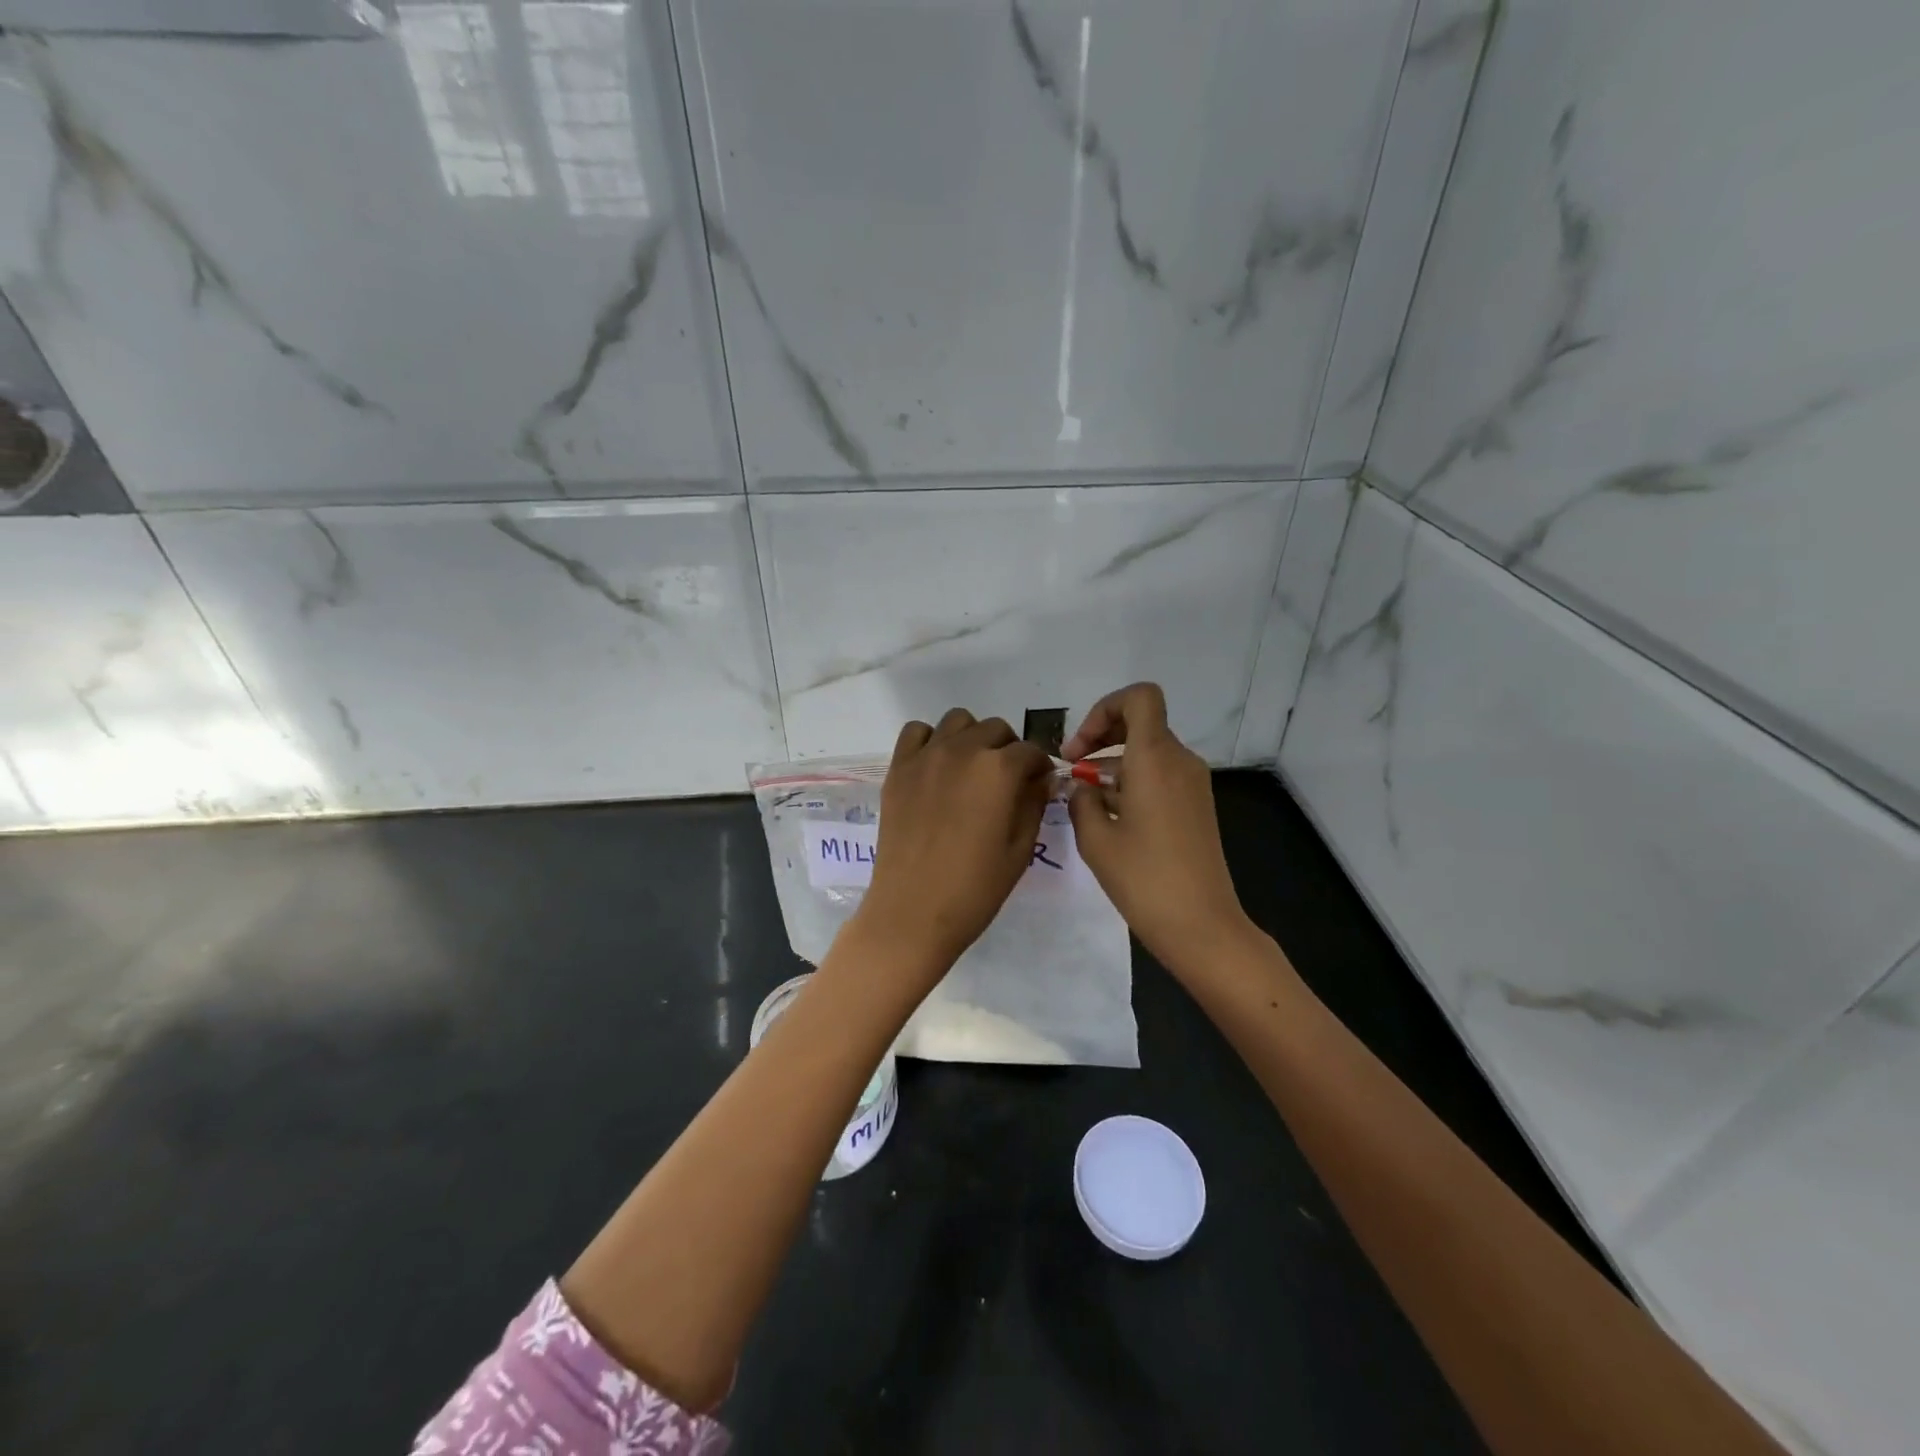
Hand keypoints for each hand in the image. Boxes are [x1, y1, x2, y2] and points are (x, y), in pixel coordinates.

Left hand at [856, 709, 1053, 978]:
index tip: (1039, 786)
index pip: (1031, 752)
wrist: (912, 910)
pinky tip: (936, 767)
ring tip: (971, 770)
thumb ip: (1033, 804)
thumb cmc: (975, 888)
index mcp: (999, 770)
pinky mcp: (898, 768)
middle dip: (1009, 750)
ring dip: (972, 738)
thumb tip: (1041, 779)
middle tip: (1007, 781)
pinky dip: (931, 741)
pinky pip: (917, 732)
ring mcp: (926, 756)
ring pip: (958, 721)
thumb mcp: (1020, 849)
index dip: (1039, 768)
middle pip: (996, 729)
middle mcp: (963, 750)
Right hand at [1065, 683, 1253, 972]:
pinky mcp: (1196, 806)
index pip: (1139, 697)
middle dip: (1100, 738)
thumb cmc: (1144, 878)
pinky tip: (1107, 815)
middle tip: (1070, 768)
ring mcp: (1192, 784)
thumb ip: (1081, 801)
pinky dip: (1131, 782)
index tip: (1080, 748)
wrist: (1201, 925)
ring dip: (1112, 763)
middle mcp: (1179, 761)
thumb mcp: (1096, 839)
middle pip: (1140, 723)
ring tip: (1081, 797)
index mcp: (1155, 758)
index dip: (1104, 708)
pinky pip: (1160, 776)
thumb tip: (1082, 786)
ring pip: (1148, 752)